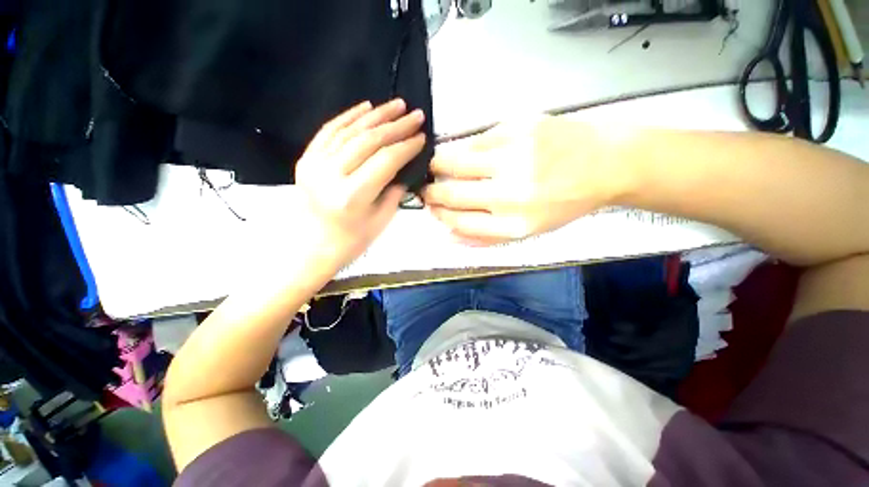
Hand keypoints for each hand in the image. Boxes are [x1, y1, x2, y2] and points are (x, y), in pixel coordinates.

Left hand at [295, 99, 425, 270]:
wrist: (313, 247)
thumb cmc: (352, 240)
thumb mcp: (381, 220)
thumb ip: (395, 190)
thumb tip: (405, 165)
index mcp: (352, 196)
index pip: (385, 161)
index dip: (406, 146)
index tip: (422, 137)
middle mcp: (331, 175)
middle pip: (368, 141)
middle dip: (396, 126)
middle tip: (415, 115)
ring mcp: (314, 164)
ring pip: (350, 131)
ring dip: (376, 115)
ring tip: (396, 105)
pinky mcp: (305, 159)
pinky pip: (329, 131)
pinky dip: (349, 116)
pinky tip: (366, 107)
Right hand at [422, 116, 618, 244]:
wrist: (607, 164)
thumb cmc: (565, 203)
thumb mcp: (528, 231)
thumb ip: (486, 237)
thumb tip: (448, 235)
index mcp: (515, 224)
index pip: (459, 221)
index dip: (440, 215)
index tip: (431, 208)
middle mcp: (512, 193)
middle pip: (453, 193)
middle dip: (431, 192)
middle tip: (425, 188)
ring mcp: (514, 157)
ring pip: (456, 161)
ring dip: (438, 166)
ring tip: (435, 167)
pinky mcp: (519, 128)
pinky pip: (477, 141)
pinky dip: (466, 150)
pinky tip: (468, 154)